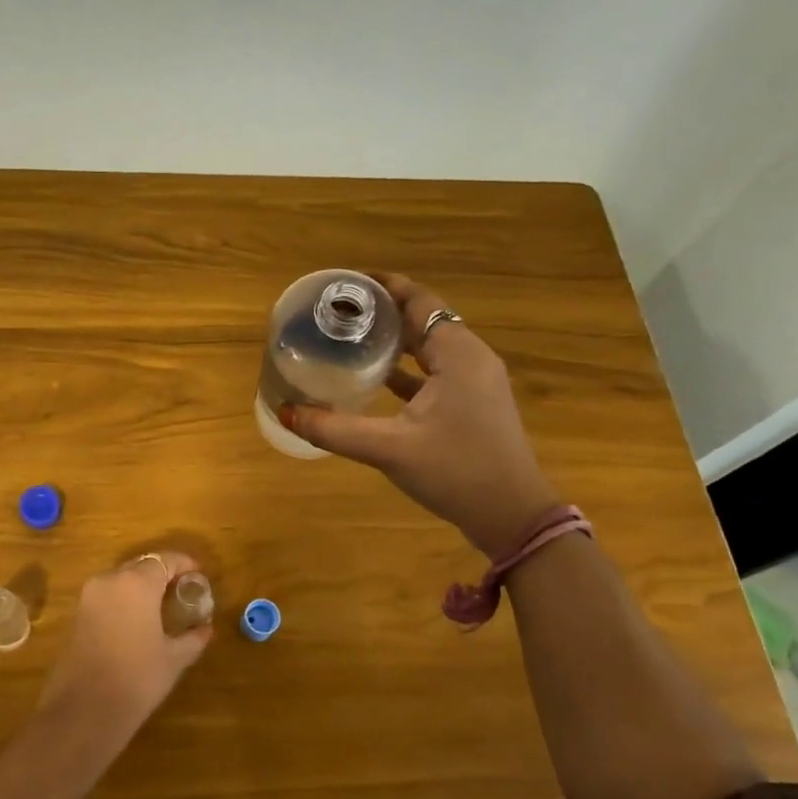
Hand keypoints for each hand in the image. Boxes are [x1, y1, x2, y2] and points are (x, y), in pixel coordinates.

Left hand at [38, 552, 213, 734]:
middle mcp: (110, 580)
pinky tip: (138, 621)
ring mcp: (89, 596)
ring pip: (121, 579)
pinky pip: (107, 596)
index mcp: (137, 583)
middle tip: (182, 590)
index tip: (199, 573)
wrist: (84, 710)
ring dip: (142, 586)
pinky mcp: (77, 614)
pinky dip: (124, 600)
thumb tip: (206, 628)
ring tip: (162, 606)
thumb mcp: (174, 659)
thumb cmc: (137, 679)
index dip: (184, 564)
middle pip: (141, 566)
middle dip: (162, 574)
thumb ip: (193, 638)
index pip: (165, 560)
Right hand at [280, 273, 561, 557]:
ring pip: (431, 346)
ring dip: (396, 340)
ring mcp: (477, 381)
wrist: (512, 516)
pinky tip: (377, 378)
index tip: (345, 283)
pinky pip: (437, 371)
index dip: (383, 286)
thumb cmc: (456, 472)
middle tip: (339, 312)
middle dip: (383, 311)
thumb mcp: (389, 449)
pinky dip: (408, 368)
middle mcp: (472, 357)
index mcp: (458, 354)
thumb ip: (334, 429)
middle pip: (424, 319)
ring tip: (351, 338)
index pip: (418, 300)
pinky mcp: (474, 403)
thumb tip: (285, 412)